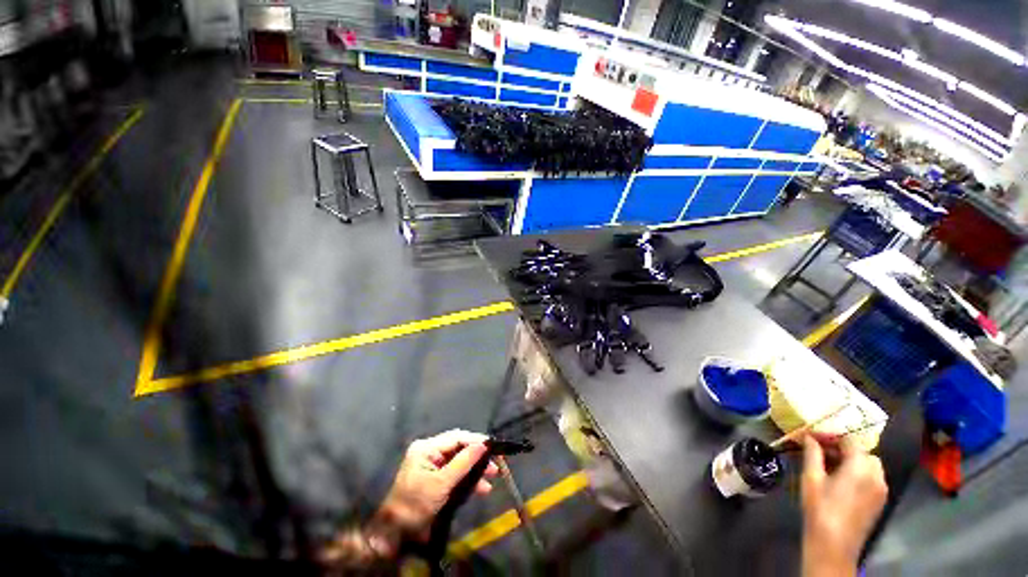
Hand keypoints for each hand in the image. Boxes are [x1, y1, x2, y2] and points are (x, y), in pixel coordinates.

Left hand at [376, 430, 498, 542]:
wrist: (394, 533)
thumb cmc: (416, 504)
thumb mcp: (442, 483)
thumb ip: (464, 462)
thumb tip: (484, 444)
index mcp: (427, 447)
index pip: (456, 437)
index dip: (475, 440)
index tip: (493, 446)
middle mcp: (429, 451)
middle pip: (459, 448)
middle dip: (477, 456)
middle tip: (495, 464)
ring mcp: (431, 465)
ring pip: (459, 461)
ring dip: (475, 469)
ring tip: (493, 476)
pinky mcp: (434, 478)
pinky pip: (455, 473)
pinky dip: (467, 479)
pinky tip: (481, 488)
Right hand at [801, 435, 887, 576]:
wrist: (834, 545)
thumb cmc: (820, 508)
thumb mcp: (811, 478)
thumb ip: (813, 454)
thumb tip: (809, 437)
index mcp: (860, 467)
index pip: (850, 441)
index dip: (832, 436)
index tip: (814, 437)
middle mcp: (876, 475)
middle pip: (864, 452)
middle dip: (844, 449)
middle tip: (822, 451)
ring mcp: (881, 489)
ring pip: (871, 465)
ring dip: (853, 460)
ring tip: (831, 465)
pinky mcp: (880, 500)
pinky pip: (873, 477)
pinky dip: (860, 472)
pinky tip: (842, 480)